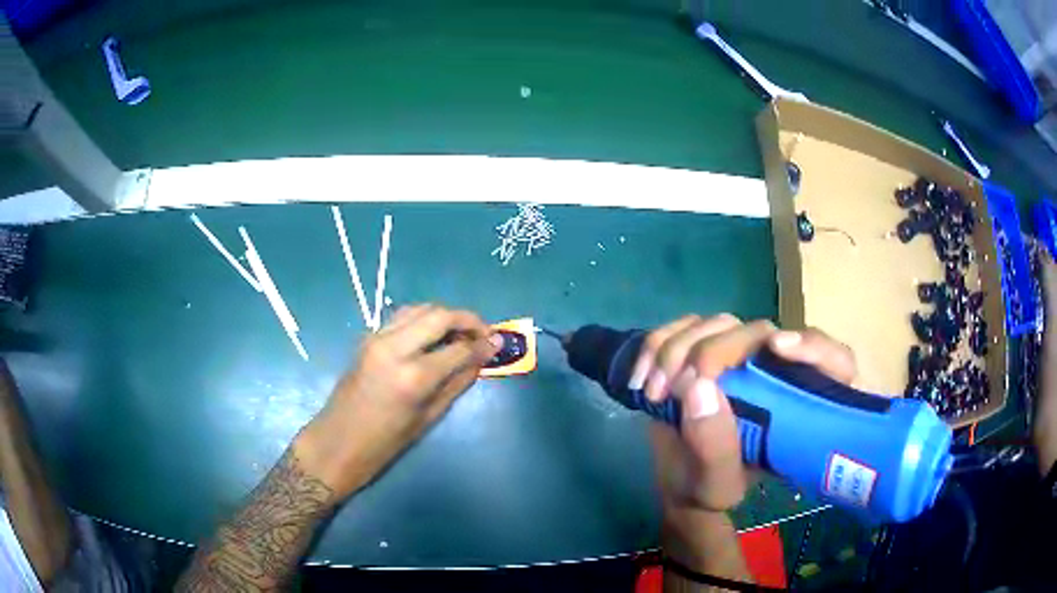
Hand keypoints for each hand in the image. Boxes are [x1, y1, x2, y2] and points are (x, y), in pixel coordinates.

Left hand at [295, 304, 501, 497]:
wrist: (337, 442)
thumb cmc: (385, 443)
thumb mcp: (428, 418)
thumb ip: (457, 383)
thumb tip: (480, 360)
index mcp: (413, 376)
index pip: (458, 348)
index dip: (483, 344)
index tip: (498, 343)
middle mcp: (394, 348)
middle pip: (439, 315)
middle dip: (467, 319)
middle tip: (482, 333)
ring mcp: (377, 338)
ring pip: (419, 308)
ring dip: (444, 316)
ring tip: (459, 334)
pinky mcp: (368, 338)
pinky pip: (402, 317)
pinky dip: (423, 319)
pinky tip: (433, 336)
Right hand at [632, 315, 855, 512]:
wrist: (678, 480)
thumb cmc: (709, 487)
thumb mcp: (716, 483)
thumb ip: (716, 446)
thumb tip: (699, 386)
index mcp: (798, 404)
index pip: (832, 361)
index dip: (815, 348)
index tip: (779, 349)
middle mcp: (774, 371)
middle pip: (758, 331)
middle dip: (714, 352)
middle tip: (677, 387)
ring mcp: (736, 356)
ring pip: (716, 323)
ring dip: (677, 349)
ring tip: (654, 391)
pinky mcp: (701, 350)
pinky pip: (681, 327)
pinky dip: (656, 345)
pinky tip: (641, 378)